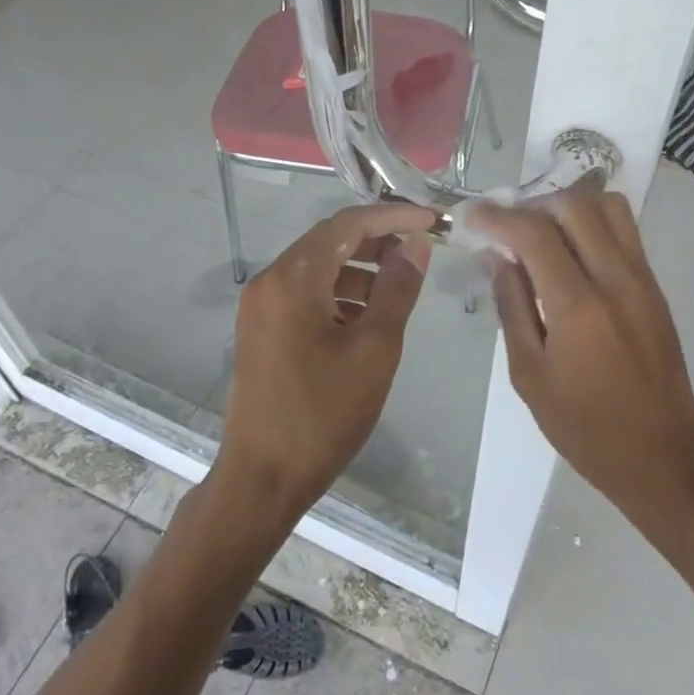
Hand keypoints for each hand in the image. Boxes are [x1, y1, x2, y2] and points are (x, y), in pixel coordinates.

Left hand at [216, 201, 434, 525]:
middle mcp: (270, 280)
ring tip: (401, 286)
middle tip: (422, 249)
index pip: (348, 223)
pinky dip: (339, 294)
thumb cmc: (323, 413)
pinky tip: (368, 316)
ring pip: (318, 268)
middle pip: (330, 241)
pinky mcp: (261, 329)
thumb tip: (415, 245)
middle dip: (378, 240)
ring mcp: (260, 305)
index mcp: (293, 278)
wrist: (262, 478)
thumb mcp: (374, 349)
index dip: (394, 216)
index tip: (433, 220)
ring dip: (360, 269)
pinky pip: (305, 294)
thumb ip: (397, 289)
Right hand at [467, 192, 693, 509]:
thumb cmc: (585, 426)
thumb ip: (511, 306)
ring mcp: (642, 279)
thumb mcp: (529, 374)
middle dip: (532, 205)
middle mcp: (615, 279)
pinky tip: (569, 250)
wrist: (663, 455)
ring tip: (541, 231)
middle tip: (507, 226)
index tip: (474, 216)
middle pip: (575, 205)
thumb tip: (496, 257)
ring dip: (567, 206)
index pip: (534, 233)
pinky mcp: (655, 286)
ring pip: (608, 207)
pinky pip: (624, 230)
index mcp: (578, 306)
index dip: (498, 217)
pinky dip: (592, 222)